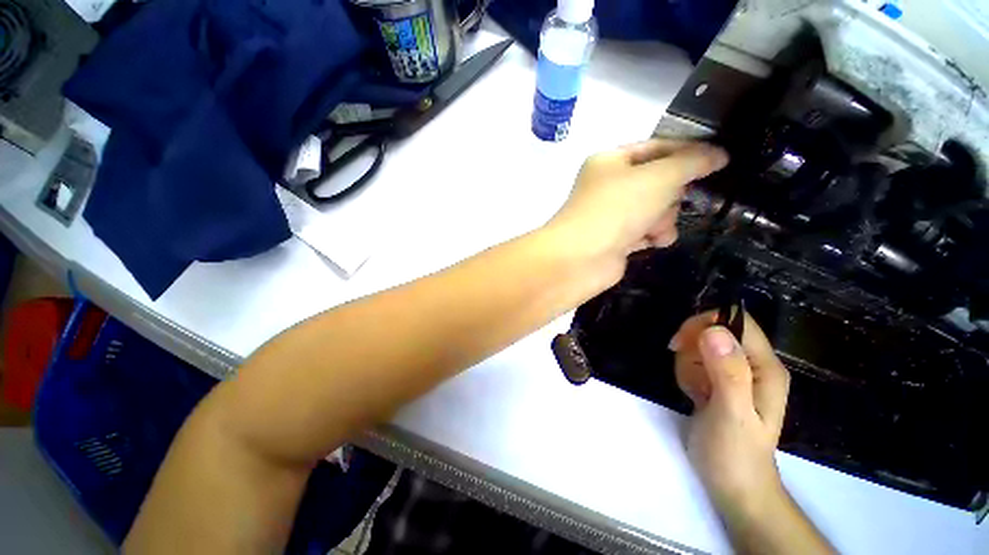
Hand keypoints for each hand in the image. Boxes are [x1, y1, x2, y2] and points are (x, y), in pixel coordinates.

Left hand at [545, 139, 726, 286]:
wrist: (581, 258)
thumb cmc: (616, 209)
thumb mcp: (659, 176)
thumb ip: (692, 162)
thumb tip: (718, 155)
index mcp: (610, 161)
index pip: (657, 147)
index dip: (688, 150)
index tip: (721, 158)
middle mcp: (608, 186)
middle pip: (659, 181)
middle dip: (670, 194)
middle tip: (668, 201)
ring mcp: (611, 215)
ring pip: (656, 209)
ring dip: (663, 219)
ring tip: (654, 228)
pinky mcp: (615, 240)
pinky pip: (646, 232)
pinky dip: (653, 236)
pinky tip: (652, 241)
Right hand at [669, 312, 790, 517]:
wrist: (733, 486)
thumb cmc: (735, 453)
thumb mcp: (732, 414)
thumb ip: (728, 373)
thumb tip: (714, 330)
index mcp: (764, 367)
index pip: (736, 321)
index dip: (706, 324)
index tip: (682, 343)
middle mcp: (753, 364)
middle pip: (714, 330)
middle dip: (692, 348)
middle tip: (691, 376)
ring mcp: (735, 373)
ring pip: (700, 345)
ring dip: (687, 364)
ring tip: (695, 391)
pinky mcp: (719, 381)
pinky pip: (694, 361)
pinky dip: (686, 373)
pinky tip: (693, 394)